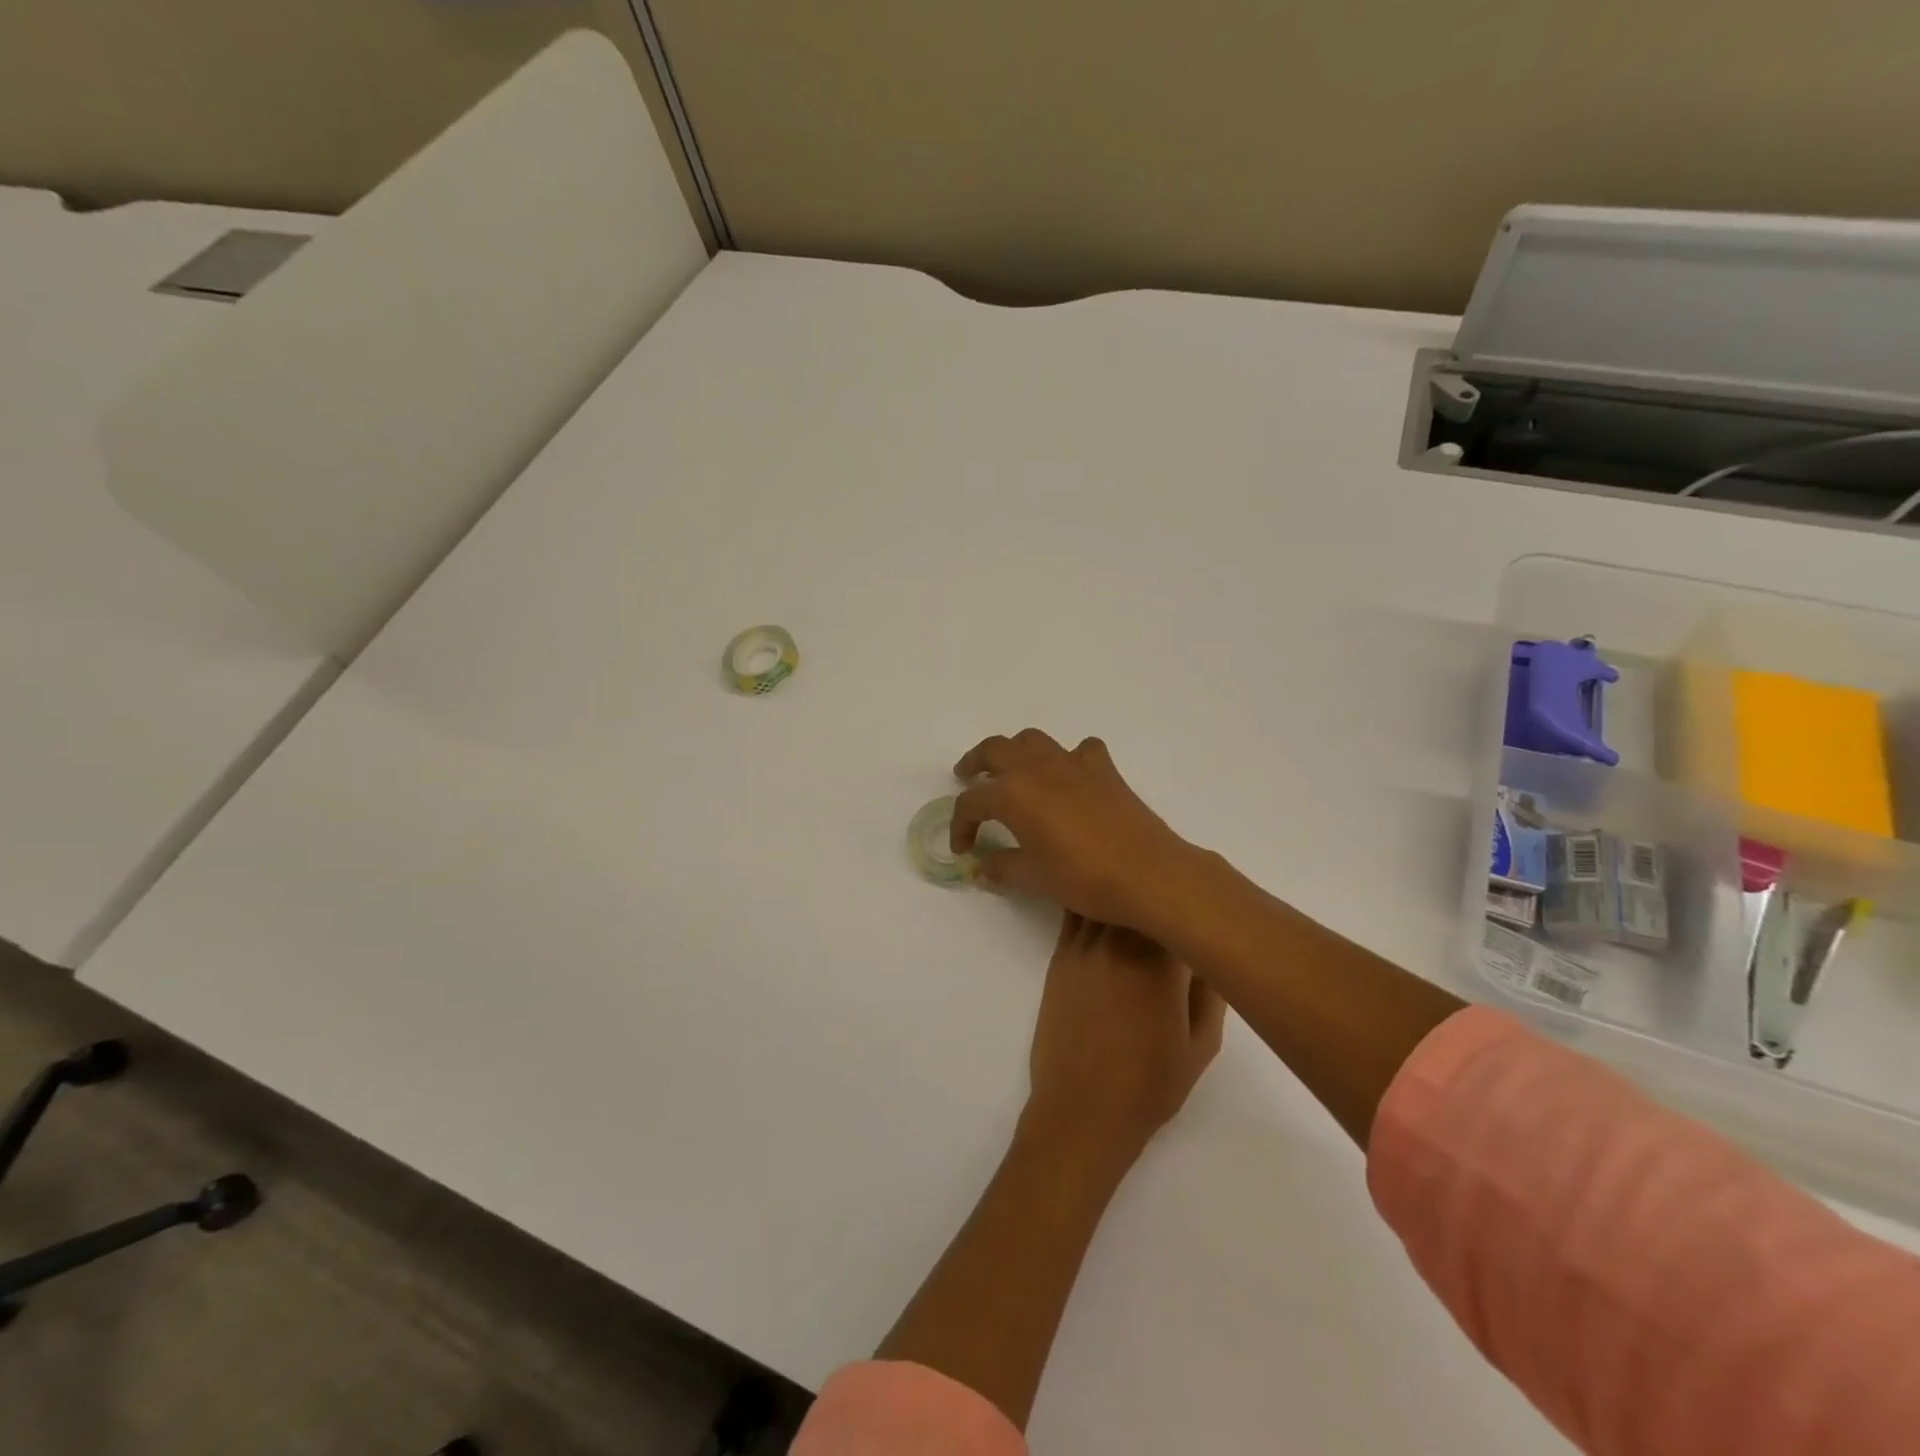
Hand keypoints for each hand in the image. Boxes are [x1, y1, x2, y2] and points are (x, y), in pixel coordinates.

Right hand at [950, 730, 1196, 931]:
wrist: (1147, 873)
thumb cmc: (1083, 878)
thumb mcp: (1034, 878)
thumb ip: (1002, 868)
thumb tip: (982, 868)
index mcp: (1013, 794)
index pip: (972, 802)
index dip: (960, 825)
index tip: (962, 848)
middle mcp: (1037, 768)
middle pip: (994, 750)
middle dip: (975, 762)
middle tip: (967, 776)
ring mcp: (1072, 763)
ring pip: (1033, 740)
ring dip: (1015, 751)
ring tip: (1011, 770)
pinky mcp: (1104, 769)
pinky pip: (1079, 750)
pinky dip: (1067, 758)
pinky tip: (1069, 776)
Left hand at [1019, 913, 1225, 1178]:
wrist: (1081, 1110)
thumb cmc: (1150, 1085)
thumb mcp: (1202, 1044)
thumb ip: (1211, 989)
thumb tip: (1210, 949)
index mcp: (1160, 961)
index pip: (1179, 906)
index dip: (1194, 899)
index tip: (1206, 902)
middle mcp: (1119, 940)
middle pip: (1139, 891)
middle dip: (1159, 888)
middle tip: (1178, 892)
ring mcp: (1084, 944)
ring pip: (1104, 895)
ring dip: (1123, 888)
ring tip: (1141, 886)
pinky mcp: (1061, 955)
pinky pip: (1076, 911)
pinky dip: (1092, 901)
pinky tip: (1105, 902)